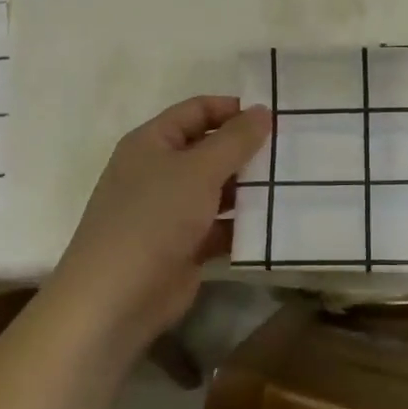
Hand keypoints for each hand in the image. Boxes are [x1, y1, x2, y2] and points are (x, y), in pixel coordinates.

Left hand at [46, 97, 269, 345]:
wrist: (116, 298)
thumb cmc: (153, 218)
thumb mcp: (198, 170)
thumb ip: (234, 140)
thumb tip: (262, 111)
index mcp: (152, 143)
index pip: (196, 111)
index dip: (232, 110)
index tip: (274, 118)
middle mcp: (159, 171)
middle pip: (209, 149)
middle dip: (247, 151)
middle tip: (291, 152)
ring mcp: (170, 211)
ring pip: (218, 189)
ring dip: (249, 189)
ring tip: (292, 184)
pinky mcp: (184, 246)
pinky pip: (220, 226)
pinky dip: (243, 224)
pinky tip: (276, 223)